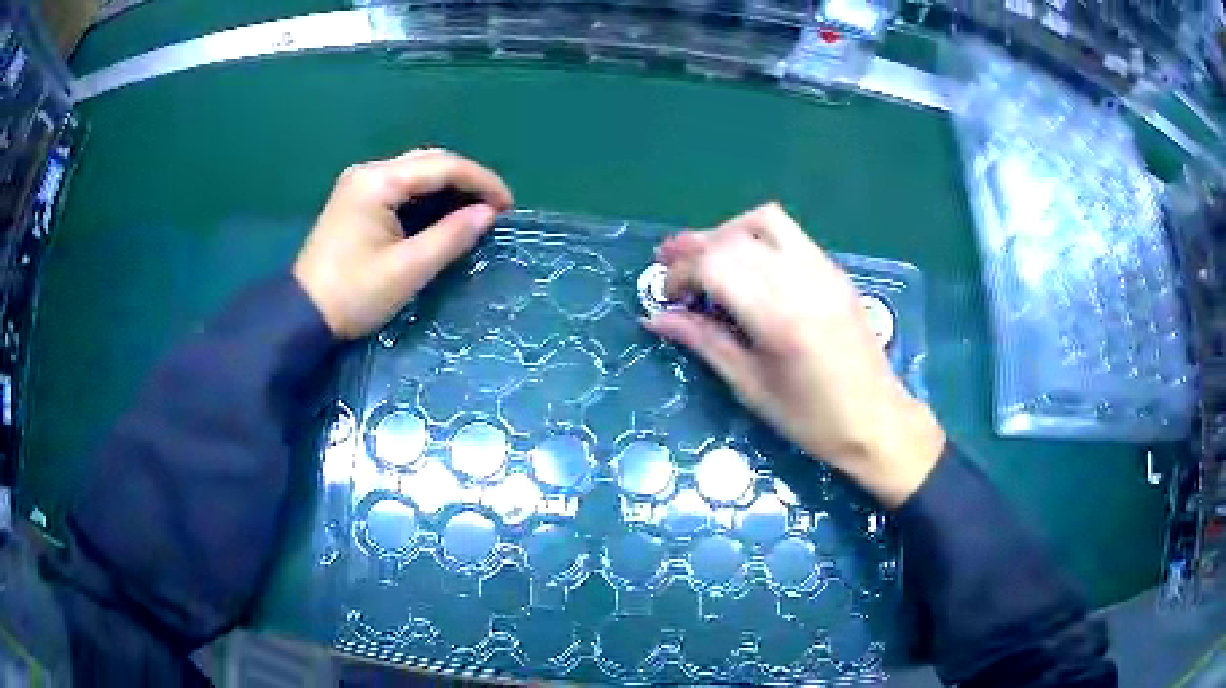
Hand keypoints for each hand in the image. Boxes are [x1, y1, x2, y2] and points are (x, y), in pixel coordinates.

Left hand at [294, 149, 513, 338]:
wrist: (302, 317)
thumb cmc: (354, 294)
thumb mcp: (408, 269)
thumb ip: (451, 236)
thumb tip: (488, 214)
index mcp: (378, 181)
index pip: (441, 165)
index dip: (481, 181)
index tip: (508, 207)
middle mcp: (368, 172)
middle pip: (429, 162)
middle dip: (466, 181)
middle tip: (494, 209)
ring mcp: (359, 185)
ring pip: (416, 172)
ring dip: (448, 188)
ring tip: (476, 212)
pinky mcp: (356, 201)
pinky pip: (402, 188)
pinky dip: (428, 198)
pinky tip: (444, 215)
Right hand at [644, 203, 944, 507]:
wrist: (878, 420)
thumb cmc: (812, 419)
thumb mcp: (751, 386)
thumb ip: (704, 342)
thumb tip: (656, 318)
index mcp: (779, 316)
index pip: (715, 264)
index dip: (681, 274)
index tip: (667, 297)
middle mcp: (802, 279)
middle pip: (734, 238)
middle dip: (694, 247)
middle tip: (668, 265)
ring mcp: (823, 269)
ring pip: (764, 221)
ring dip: (726, 232)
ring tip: (706, 256)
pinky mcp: (834, 271)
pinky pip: (789, 234)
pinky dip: (756, 238)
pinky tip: (746, 266)